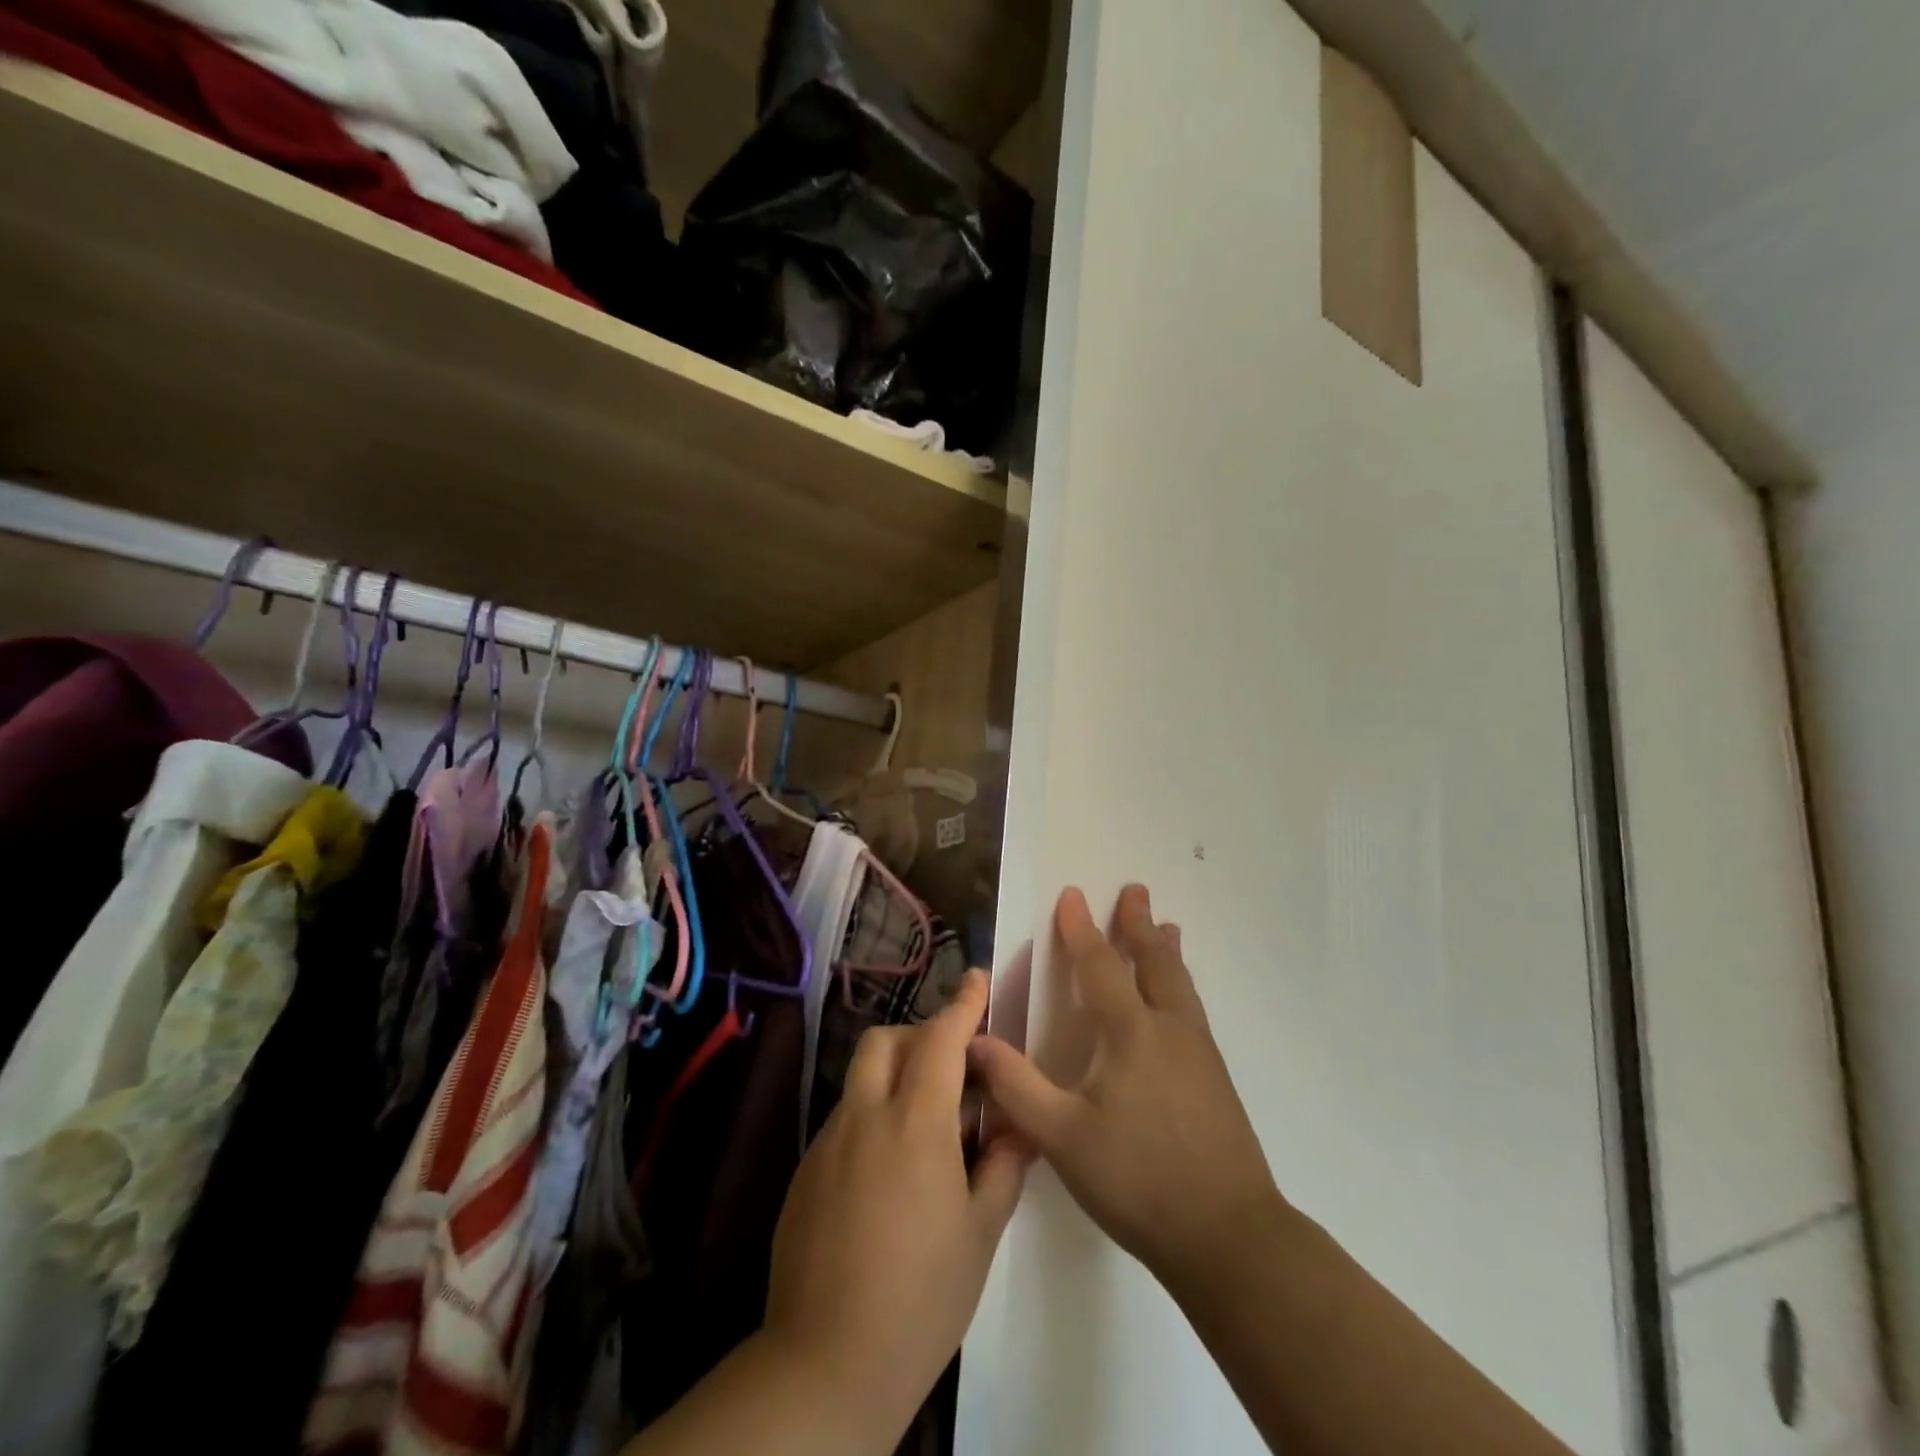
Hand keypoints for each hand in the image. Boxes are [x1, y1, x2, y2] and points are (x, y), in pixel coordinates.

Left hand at [762, 970, 1030, 1444]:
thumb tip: (1020, 1125)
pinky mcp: (805, 1171)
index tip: (977, 977)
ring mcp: (828, 1142)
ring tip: (924, 1123)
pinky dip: (871, 1115)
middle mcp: (866, 1116)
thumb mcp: (980, 1232)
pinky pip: (843, 1119)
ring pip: (861, 1078)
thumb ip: (1002, 1165)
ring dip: (894, 1075)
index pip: (941, 1039)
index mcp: (916, 1123)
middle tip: (951, 1066)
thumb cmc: (922, 1296)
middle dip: (919, 1035)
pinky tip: (888, 1171)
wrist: (827, 1362)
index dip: (962, 1003)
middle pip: (886, 1041)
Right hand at [968, 885, 1284, 1293]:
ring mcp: (1199, 1052)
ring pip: (1180, 983)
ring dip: (1166, 949)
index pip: (1100, 965)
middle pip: (1153, 961)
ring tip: (1167, 927)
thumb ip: (1016, 1086)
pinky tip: (1179, 1000)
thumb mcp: (1062, 1138)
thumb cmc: (1139, 1180)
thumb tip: (972, 1040)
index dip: (1081, 929)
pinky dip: (1180, 982)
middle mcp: (1169, 1029)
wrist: (1229, 1236)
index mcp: (1130, 1033)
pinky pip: (1192, 1008)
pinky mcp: (1216, 1078)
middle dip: (1137, 923)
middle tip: (1135, 890)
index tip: (1072, 894)